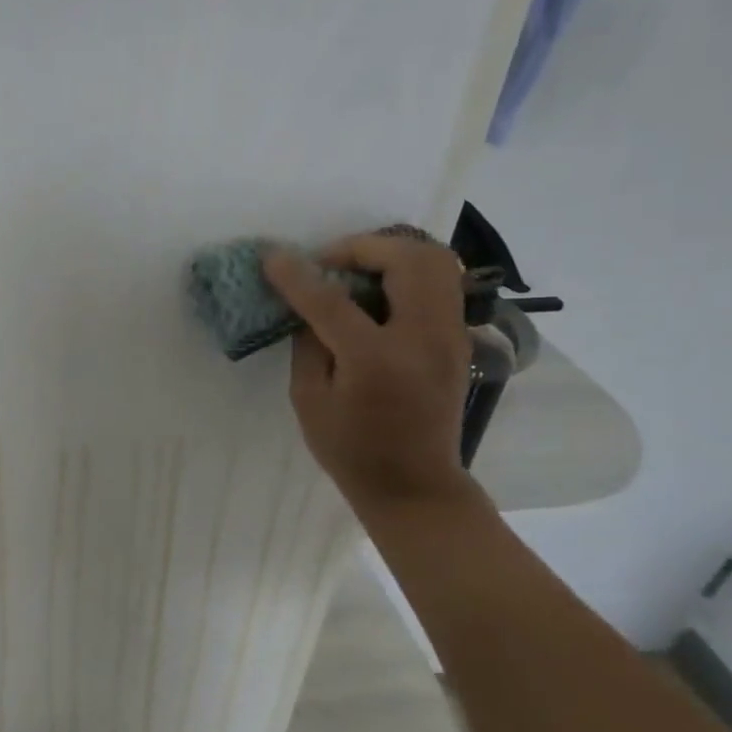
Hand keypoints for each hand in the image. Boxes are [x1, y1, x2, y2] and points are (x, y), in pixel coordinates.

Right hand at [263, 232, 474, 513]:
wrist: (414, 484)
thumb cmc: (351, 449)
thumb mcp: (309, 400)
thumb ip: (308, 343)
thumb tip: (308, 303)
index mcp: (376, 359)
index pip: (332, 300)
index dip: (297, 275)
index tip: (272, 257)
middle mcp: (423, 338)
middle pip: (406, 260)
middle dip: (361, 247)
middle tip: (327, 263)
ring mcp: (450, 335)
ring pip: (435, 261)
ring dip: (390, 253)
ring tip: (355, 270)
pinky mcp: (459, 338)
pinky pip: (441, 282)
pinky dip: (408, 271)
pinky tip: (378, 291)